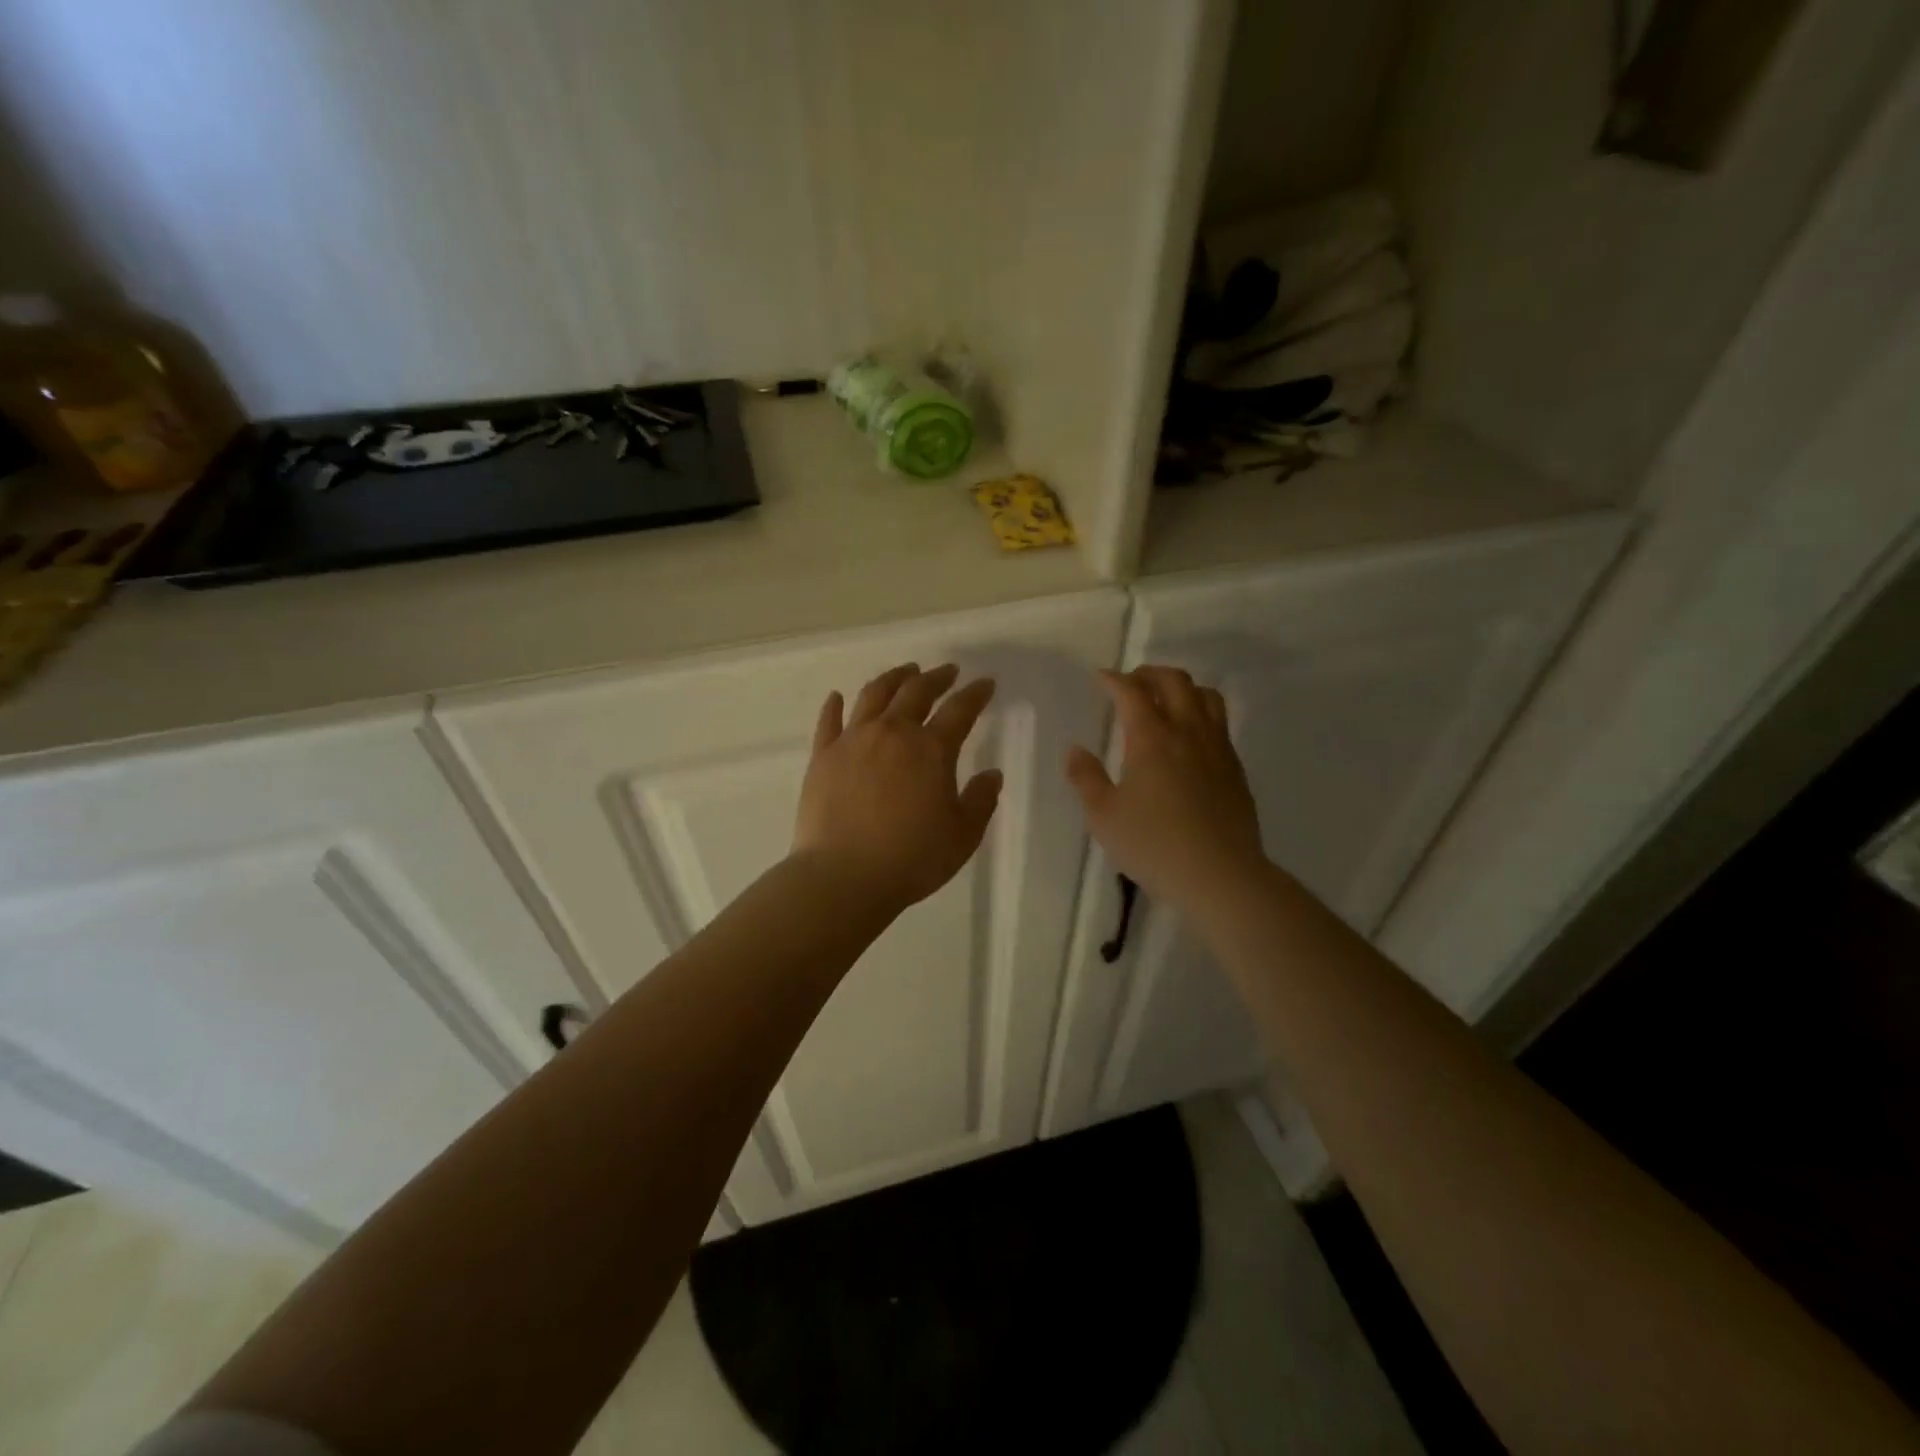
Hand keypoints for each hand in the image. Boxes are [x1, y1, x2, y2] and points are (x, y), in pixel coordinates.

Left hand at [792, 663, 1002, 914]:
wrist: (843, 877)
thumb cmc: (911, 859)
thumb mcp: (962, 836)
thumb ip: (980, 801)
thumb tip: (992, 774)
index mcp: (930, 750)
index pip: (959, 710)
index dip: (975, 694)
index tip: (986, 683)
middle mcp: (891, 733)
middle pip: (916, 692)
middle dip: (936, 677)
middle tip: (948, 671)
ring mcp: (852, 741)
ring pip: (874, 695)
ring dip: (893, 678)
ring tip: (905, 672)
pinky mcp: (822, 756)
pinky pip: (829, 721)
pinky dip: (835, 705)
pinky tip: (838, 696)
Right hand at [1066, 666, 1266, 911]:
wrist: (1221, 875)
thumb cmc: (1154, 844)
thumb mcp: (1104, 816)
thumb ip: (1086, 778)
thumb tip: (1074, 750)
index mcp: (1152, 738)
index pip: (1132, 691)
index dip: (1114, 679)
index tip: (1101, 678)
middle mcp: (1188, 732)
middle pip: (1175, 681)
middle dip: (1149, 673)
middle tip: (1131, 682)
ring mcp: (1217, 748)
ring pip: (1206, 696)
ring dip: (1182, 688)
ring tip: (1165, 700)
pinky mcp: (1236, 768)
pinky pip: (1220, 723)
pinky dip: (1200, 714)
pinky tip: (1189, 738)